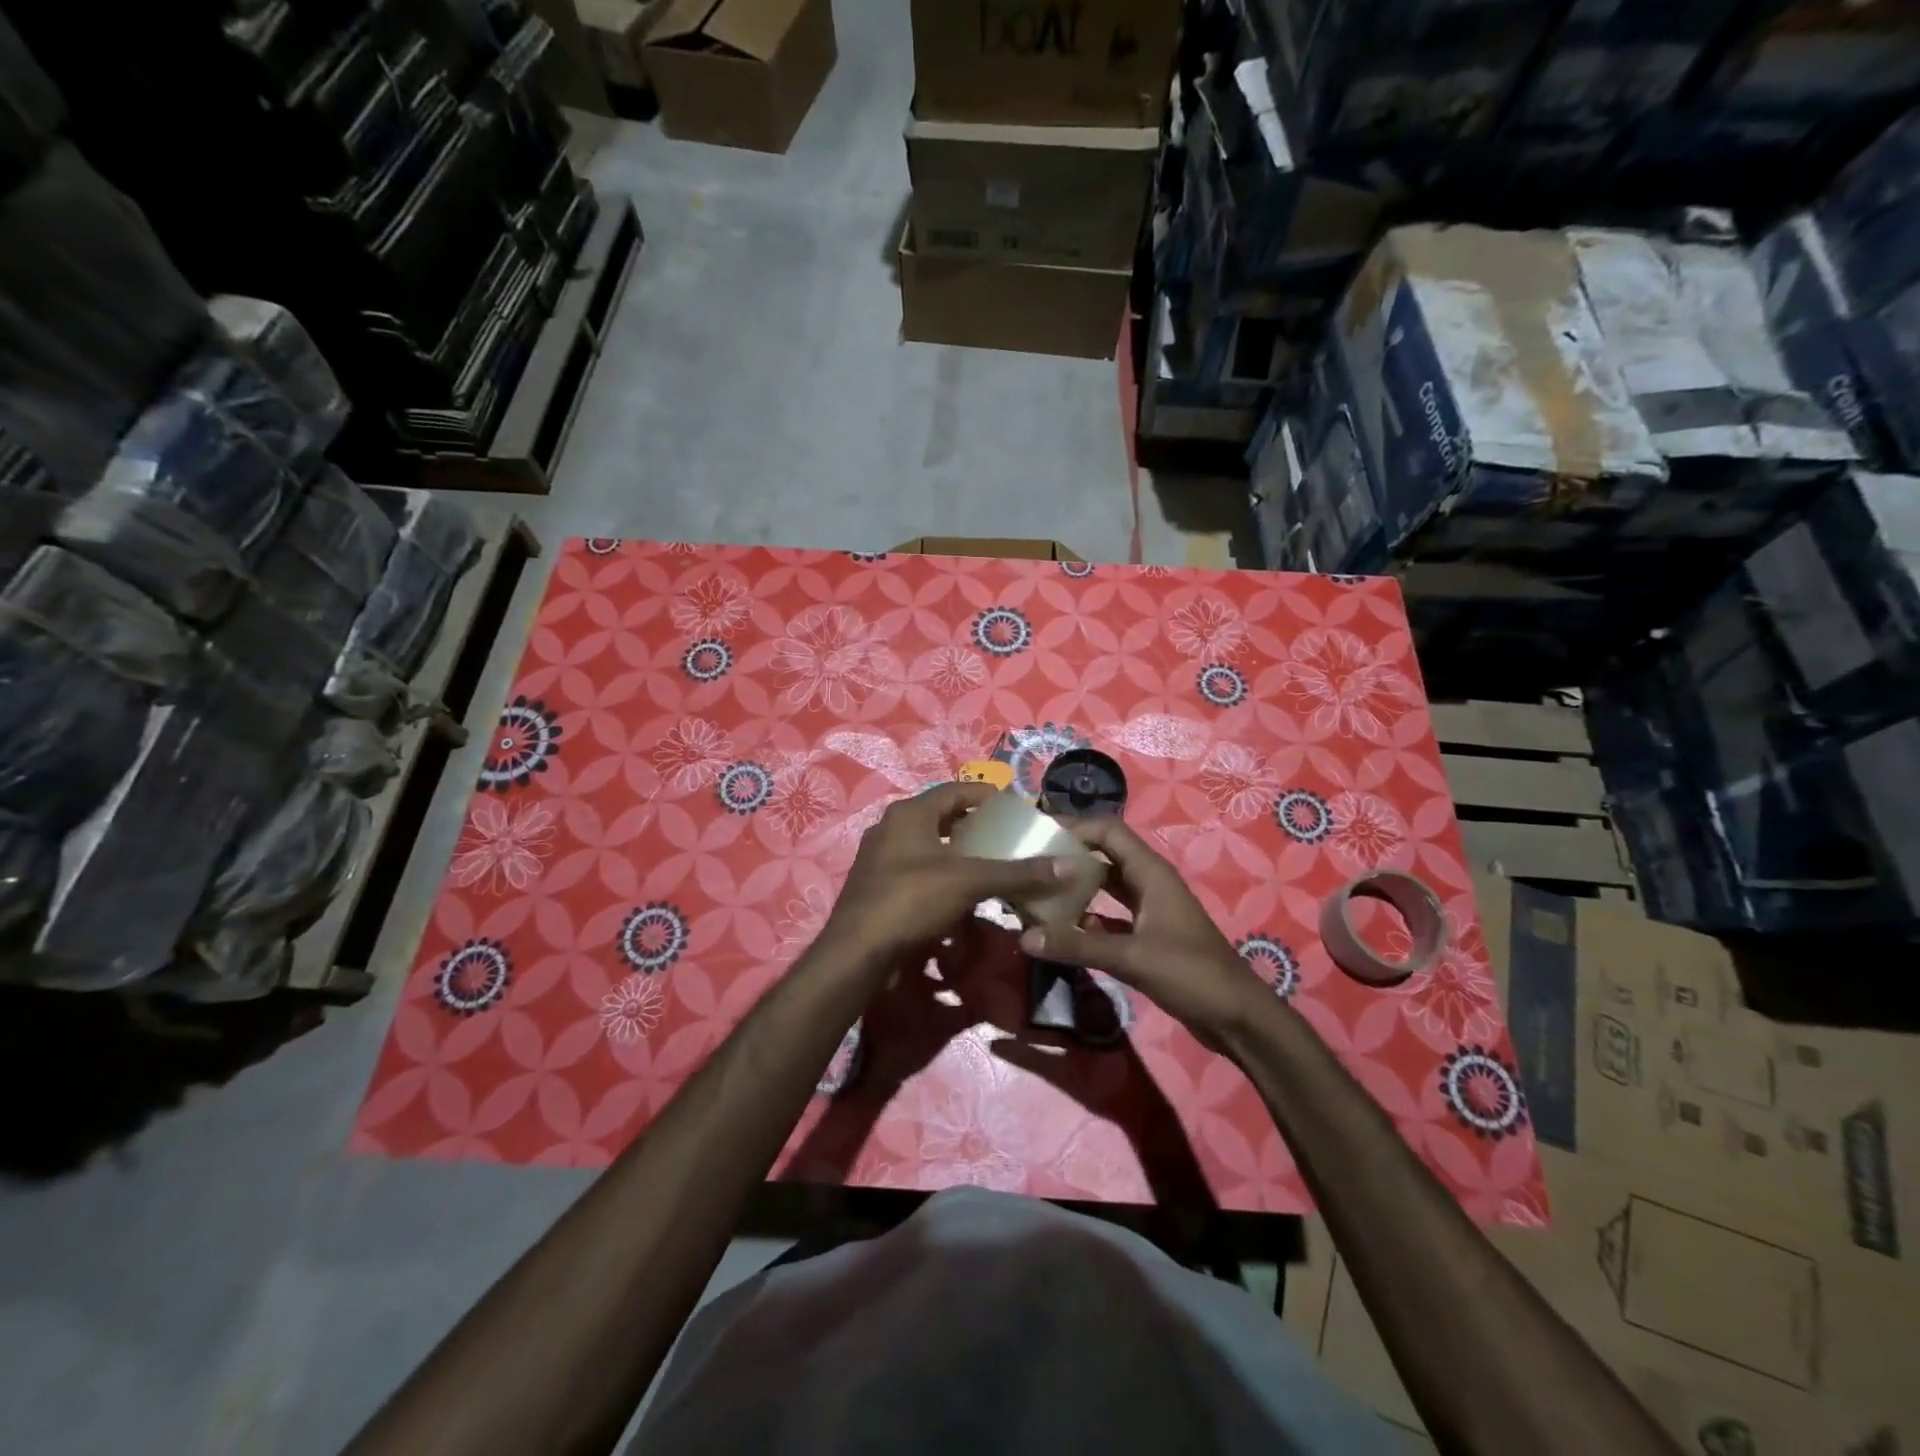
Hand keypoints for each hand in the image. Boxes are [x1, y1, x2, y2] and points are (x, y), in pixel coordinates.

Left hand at [818, 782, 1076, 980]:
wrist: (857, 953)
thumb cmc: (911, 901)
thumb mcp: (968, 882)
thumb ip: (1017, 873)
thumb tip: (1069, 867)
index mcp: (909, 814)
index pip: (954, 791)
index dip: (986, 796)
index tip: (1014, 807)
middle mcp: (891, 829)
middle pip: (940, 819)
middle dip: (973, 828)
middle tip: (1006, 839)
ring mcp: (881, 861)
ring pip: (928, 849)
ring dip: (958, 856)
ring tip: (989, 868)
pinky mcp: (878, 890)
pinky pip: (917, 875)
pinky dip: (942, 881)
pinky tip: (962, 899)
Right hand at [1018, 817, 1268, 1047]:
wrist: (1236, 1017)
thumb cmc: (1191, 974)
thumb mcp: (1131, 957)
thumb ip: (1077, 945)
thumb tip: (1025, 936)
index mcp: (1150, 873)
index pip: (1108, 831)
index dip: (1075, 827)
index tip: (1038, 834)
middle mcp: (1148, 883)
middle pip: (1104, 855)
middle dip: (1069, 856)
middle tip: (1030, 863)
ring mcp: (1149, 909)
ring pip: (1105, 886)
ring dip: (1076, 887)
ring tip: (1038, 891)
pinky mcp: (1147, 935)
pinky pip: (1110, 915)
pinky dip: (1087, 917)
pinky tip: (1062, 929)